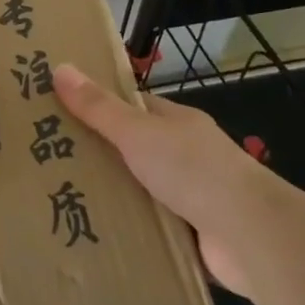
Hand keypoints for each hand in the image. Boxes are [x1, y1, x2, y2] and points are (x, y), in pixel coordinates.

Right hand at [53, 63, 274, 293]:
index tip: (61, 112)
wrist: (253, 236)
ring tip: (65, 201)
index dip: (101, 106)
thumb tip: (59, 67)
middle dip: (101, 156)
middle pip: (136, 150)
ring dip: (116, 198)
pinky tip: (100, 237)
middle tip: (51, 162)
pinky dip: (134, 232)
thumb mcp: (137, 133)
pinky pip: (155, 228)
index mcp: (178, 123)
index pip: (134, 107)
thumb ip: (99, 107)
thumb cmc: (194, 170)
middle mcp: (188, 155)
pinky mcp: (196, 235)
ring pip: (144, 191)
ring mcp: (195, 196)